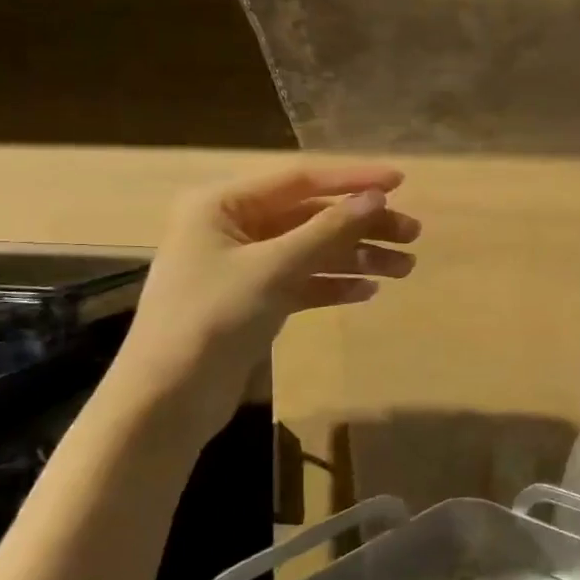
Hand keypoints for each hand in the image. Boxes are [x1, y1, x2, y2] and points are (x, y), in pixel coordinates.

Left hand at [112, 164, 419, 441]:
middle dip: (362, 226)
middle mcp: (233, 227)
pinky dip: (334, 284)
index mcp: (223, 204)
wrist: (167, 400)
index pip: (300, 180)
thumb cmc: (212, 319)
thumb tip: (377, 197)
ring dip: (357, 257)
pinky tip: (367, 292)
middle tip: (412, 235)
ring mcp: (244, 265)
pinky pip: (303, 281)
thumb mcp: (274, 268)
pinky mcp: (254, 300)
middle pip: (312, 216)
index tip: (400, 182)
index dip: (353, 179)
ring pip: (312, 250)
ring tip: (403, 268)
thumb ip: (328, 230)